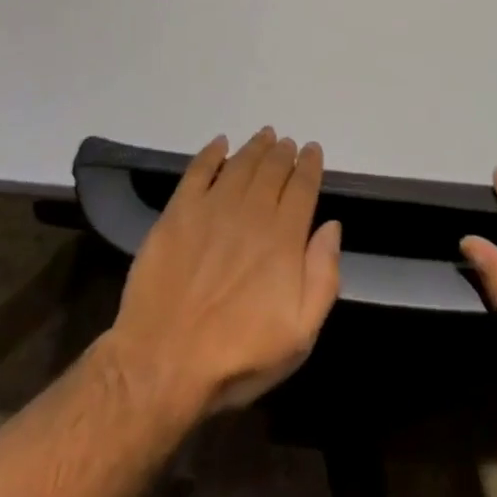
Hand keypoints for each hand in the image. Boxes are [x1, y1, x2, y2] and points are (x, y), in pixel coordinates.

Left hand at [102, 129, 341, 417]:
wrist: (164, 360)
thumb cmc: (237, 356)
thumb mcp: (299, 335)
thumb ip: (323, 277)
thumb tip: (332, 227)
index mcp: (283, 238)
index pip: (302, 188)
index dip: (309, 166)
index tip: (312, 150)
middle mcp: (251, 212)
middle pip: (272, 169)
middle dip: (283, 153)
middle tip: (287, 142)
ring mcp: (213, 206)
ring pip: (241, 163)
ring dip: (255, 147)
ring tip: (264, 136)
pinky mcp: (179, 210)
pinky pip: (199, 169)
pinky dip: (212, 152)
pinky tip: (220, 143)